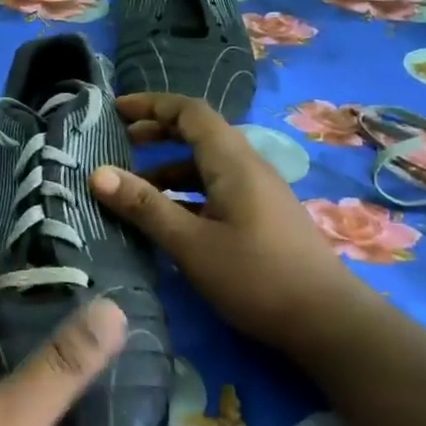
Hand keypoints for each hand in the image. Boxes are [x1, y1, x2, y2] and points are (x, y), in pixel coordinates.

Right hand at [90, 92, 362, 350]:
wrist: (328, 321)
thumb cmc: (256, 277)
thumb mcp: (191, 243)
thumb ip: (145, 207)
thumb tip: (97, 174)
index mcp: (232, 162)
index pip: (190, 112)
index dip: (151, 104)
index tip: (115, 110)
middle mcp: (247, 167)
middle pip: (198, 133)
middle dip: (156, 133)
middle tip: (119, 144)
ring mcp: (257, 193)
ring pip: (205, 166)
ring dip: (167, 169)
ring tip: (132, 189)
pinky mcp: (260, 217)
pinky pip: (215, 190)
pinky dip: (184, 193)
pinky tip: (166, 219)